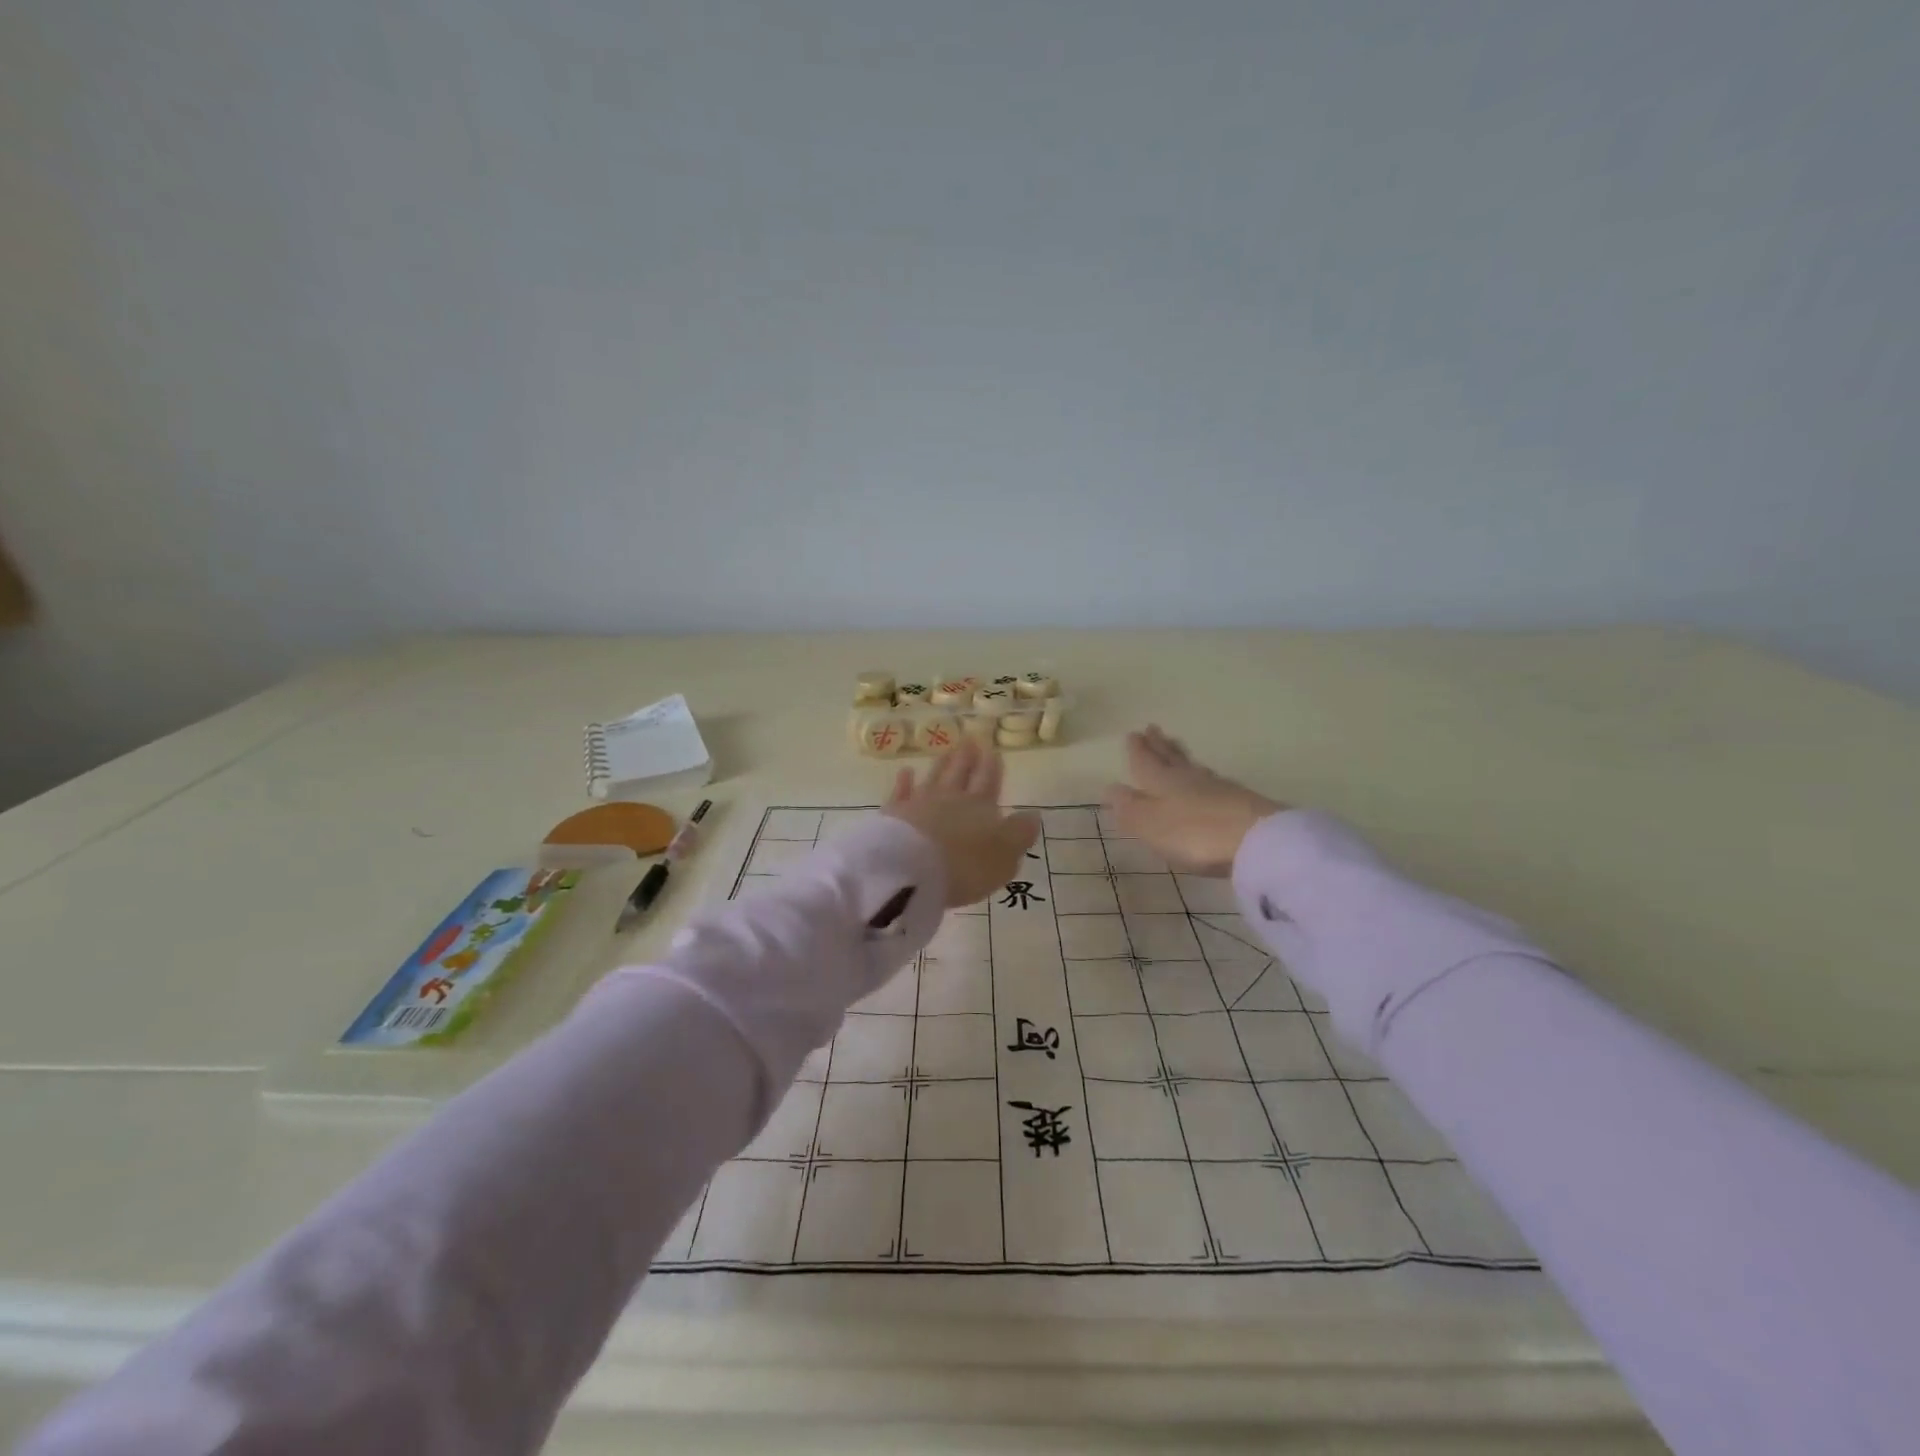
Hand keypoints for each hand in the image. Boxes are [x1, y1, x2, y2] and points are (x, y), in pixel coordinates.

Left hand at [883, 739, 1040, 907]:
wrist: (912, 870)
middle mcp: (951, 799)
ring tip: (947, 750)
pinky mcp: (894, 814)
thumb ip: (1019, 834)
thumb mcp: (1005, 855)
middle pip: (960, 774)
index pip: (988, 782)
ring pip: (934, 778)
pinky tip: (906, 772)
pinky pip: (901, 793)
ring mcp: (920, 803)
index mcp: (981, 807)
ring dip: (941, 764)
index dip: (991, 767)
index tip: (992, 750)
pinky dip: (904, 782)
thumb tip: (1033, 814)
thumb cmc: (966, 866)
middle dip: (967, 758)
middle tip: (970, 739)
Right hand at [1102, 725, 1283, 875]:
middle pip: (1171, 758)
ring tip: (1176, 747)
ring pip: (1193, 767)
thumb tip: (1110, 787)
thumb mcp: (1151, 824)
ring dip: (1181, 756)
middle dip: (1159, 746)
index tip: (1133, 734)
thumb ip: (1130, 808)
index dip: (1138, 751)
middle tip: (1153, 729)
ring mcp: (1218, 789)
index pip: (1146, 762)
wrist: (1257, 840)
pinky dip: (1203, 775)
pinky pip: (1212, 781)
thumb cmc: (1194, 833)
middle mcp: (1189, 779)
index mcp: (1162, 782)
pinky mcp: (1240, 801)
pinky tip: (1207, 779)